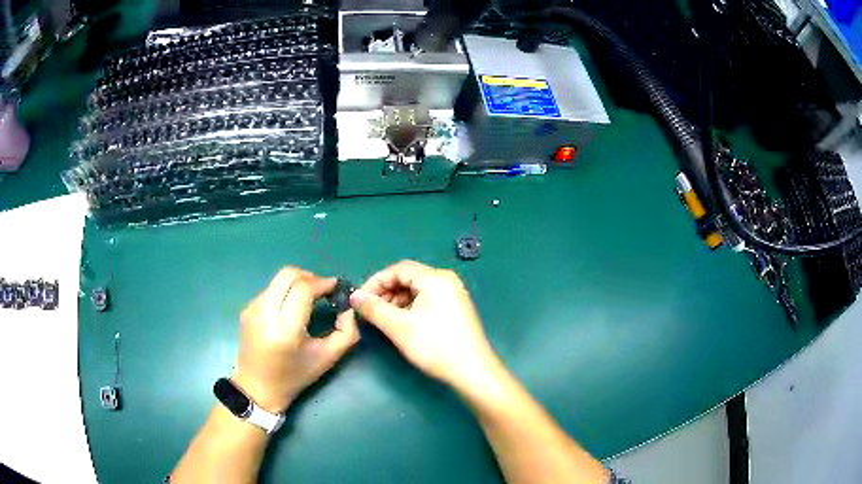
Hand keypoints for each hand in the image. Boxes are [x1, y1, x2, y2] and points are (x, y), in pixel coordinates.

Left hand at [233, 267, 359, 412]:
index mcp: (285, 329)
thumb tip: (349, 308)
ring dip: (297, 282)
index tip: (336, 288)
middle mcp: (265, 313)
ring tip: (309, 299)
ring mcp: (252, 308)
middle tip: (323, 290)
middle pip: (288, 274)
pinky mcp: (247, 308)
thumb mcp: (327, 358)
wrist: (257, 388)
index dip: (322, 282)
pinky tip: (291, 308)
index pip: (303, 288)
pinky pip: (270, 289)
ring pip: (278, 279)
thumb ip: (347, 333)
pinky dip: (285, 291)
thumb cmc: (294, 377)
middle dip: (310, 276)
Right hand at [351, 260, 499, 392]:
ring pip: (417, 290)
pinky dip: (410, 308)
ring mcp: (454, 294)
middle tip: (369, 311)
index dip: (375, 282)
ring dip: (397, 301)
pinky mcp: (456, 309)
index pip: (398, 269)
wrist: (472, 371)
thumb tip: (354, 296)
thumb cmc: (435, 346)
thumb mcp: (399, 327)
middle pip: (408, 278)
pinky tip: (401, 323)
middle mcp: (446, 280)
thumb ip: (374, 308)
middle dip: (385, 292)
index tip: (359, 300)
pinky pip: (427, 300)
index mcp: (435, 278)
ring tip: (383, 320)